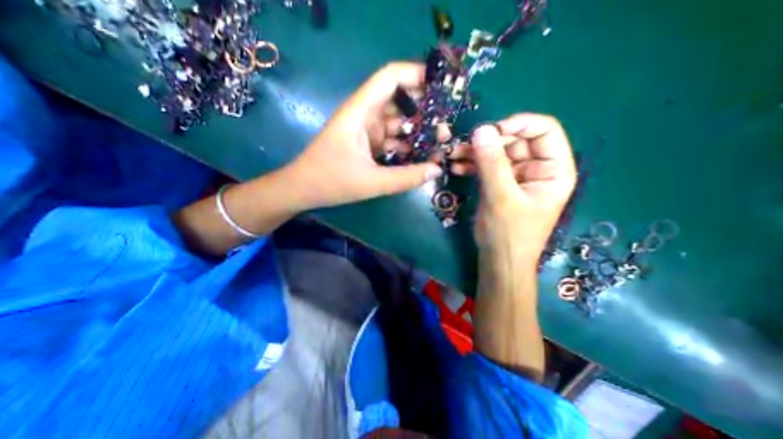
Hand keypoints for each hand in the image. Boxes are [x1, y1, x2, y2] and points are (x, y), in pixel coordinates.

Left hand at [284, 62, 442, 211]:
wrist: (303, 190)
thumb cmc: (330, 181)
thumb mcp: (371, 182)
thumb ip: (405, 178)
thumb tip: (436, 170)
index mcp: (361, 112)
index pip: (391, 77)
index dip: (417, 75)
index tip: (442, 90)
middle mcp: (365, 115)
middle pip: (400, 101)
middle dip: (425, 113)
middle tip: (444, 132)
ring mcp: (366, 130)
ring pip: (398, 123)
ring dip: (417, 133)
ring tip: (438, 147)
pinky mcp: (367, 144)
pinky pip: (391, 139)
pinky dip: (405, 146)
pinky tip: (419, 157)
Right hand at [456, 113, 575, 256]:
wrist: (498, 260)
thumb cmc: (509, 233)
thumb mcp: (501, 197)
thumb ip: (492, 163)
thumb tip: (481, 129)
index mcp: (553, 169)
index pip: (543, 131)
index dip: (518, 124)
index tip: (489, 131)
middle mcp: (537, 168)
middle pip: (515, 140)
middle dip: (488, 141)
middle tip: (463, 145)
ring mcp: (516, 176)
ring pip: (497, 153)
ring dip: (475, 152)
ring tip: (453, 156)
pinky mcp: (500, 184)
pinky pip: (487, 166)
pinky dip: (472, 165)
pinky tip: (456, 167)